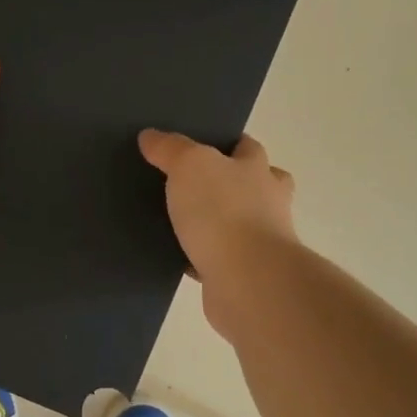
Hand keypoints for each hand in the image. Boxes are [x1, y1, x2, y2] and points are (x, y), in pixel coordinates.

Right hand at [139, 130, 298, 340]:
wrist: (247, 280)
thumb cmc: (224, 211)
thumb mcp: (190, 165)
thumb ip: (170, 148)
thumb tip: (151, 136)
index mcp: (257, 171)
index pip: (249, 148)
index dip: (229, 143)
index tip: (202, 144)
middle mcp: (265, 204)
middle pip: (254, 187)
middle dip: (231, 184)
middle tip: (193, 183)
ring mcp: (257, 242)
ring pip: (234, 224)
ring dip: (214, 223)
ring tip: (175, 219)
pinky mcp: (240, 274)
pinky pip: (215, 259)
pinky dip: (198, 257)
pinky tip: (173, 255)